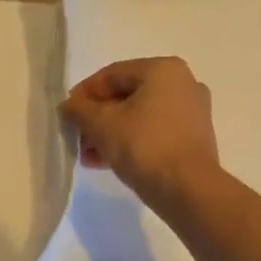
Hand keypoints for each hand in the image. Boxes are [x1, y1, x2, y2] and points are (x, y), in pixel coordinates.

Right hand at [58, 57, 221, 209]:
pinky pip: (154, 133)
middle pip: (126, 97)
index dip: (84, 94)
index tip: (67, 115)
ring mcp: (192, 112)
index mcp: (163, 69)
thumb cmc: (144, 146)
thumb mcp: (101, 125)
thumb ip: (78, 110)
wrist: (188, 190)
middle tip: (77, 139)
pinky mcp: (194, 139)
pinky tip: (108, 162)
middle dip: (97, 119)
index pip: (112, 74)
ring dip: (110, 134)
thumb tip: (68, 107)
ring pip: (139, 117)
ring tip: (89, 157)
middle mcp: (183, 84)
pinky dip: (131, 143)